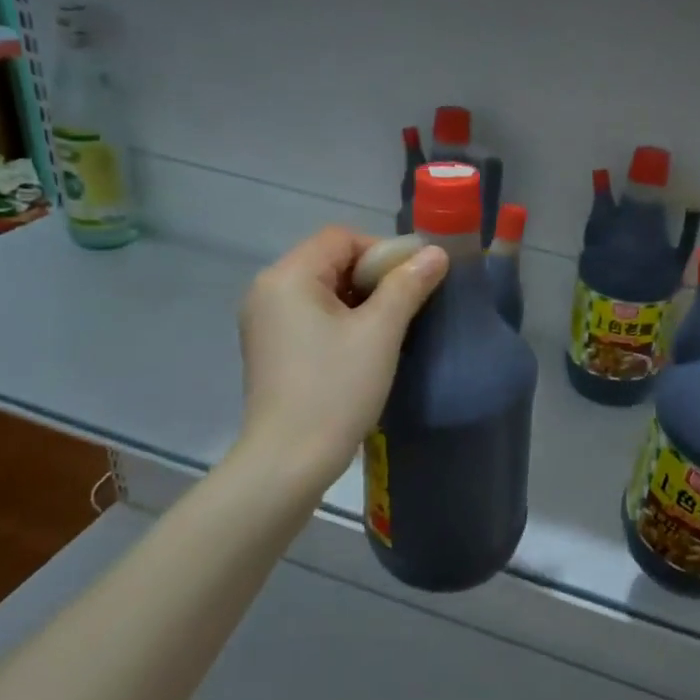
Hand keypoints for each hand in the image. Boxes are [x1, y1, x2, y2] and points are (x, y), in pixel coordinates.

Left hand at [237, 227, 446, 492]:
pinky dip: (341, 321)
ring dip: (360, 300)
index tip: (414, 282)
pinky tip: (364, 347)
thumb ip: (408, 285)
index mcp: (287, 276)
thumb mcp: (380, 333)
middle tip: (408, 306)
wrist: (289, 461)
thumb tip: (435, 252)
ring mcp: (264, 321)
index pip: (341, 238)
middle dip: (373, 277)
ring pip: (323, 290)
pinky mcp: (270, 348)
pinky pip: (311, 316)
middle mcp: (268, 290)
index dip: (383, 251)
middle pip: (330, 260)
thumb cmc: (335, 390)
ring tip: (391, 329)